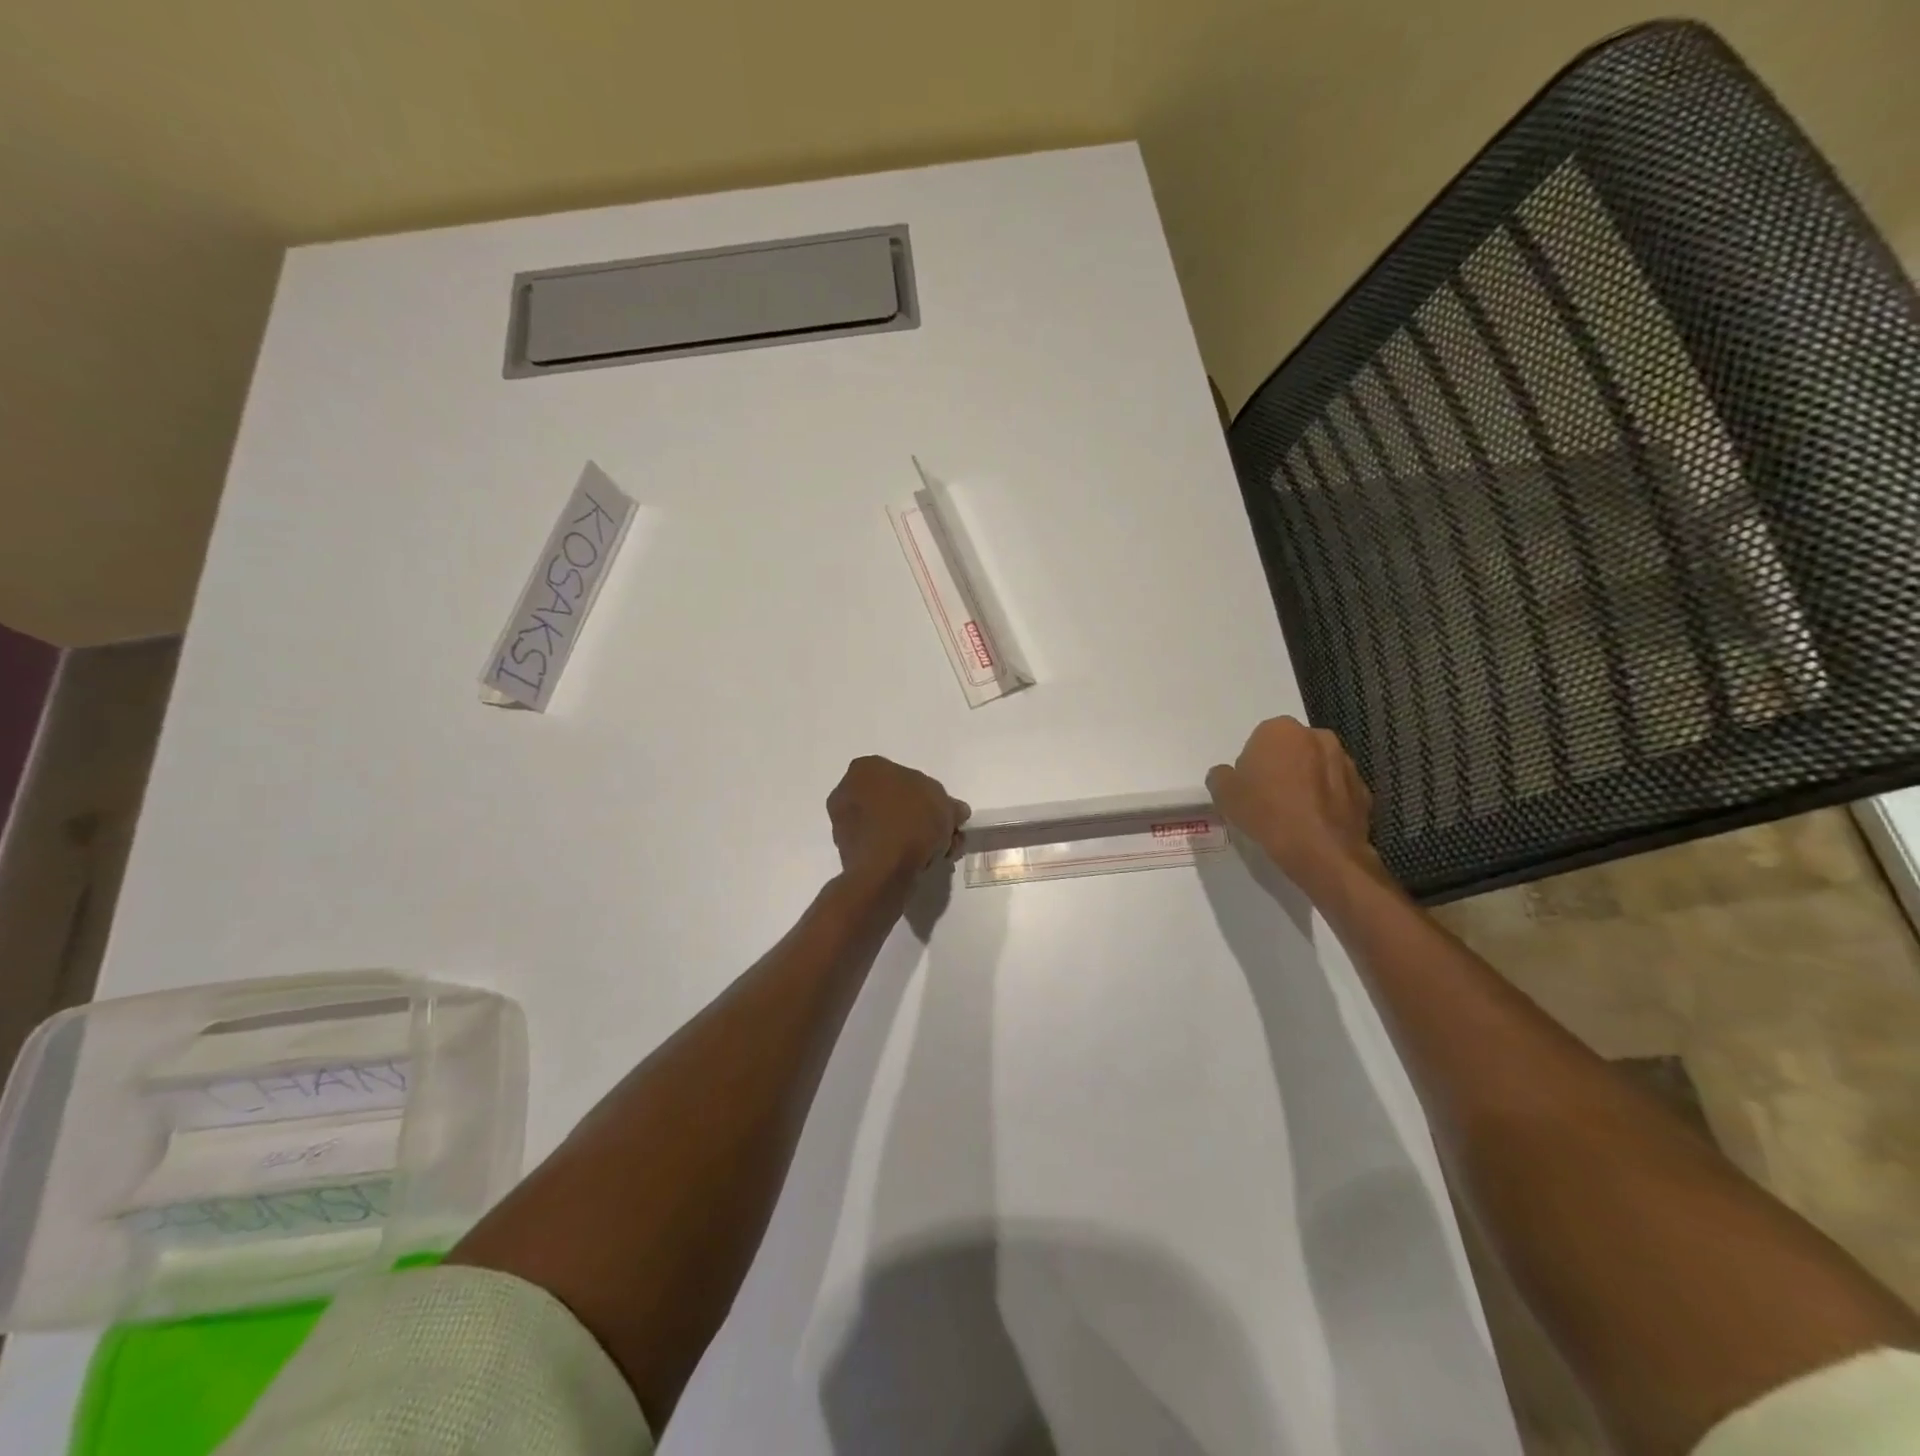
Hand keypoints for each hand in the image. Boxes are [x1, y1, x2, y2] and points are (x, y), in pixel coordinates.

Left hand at [827, 756, 969, 884]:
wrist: (884, 869)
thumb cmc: (912, 821)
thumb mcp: (945, 805)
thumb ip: (950, 805)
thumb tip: (955, 811)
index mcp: (866, 768)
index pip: (904, 778)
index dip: (929, 798)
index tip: (944, 816)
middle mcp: (847, 790)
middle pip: (895, 803)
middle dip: (921, 820)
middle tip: (943, 837)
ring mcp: (842, 823)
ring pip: (888, 826)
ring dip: (912, 838)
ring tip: (936, 855)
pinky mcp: (846, 851)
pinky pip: (879, 846)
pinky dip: (897, 853)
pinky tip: (918, 865)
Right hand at [1207, 717, 1383, 901]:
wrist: (1320, 851)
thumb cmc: (1266, 813)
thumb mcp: (1223, 794)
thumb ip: (1221, 776)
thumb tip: (1228, 774)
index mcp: (1281, 730)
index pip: (1261, 739)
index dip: (1253, 763)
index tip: (1249, 786)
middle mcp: (1318, 737)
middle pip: (1292, 750)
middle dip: (1283, 767)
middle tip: (1269, 798)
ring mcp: (1346, 763)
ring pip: (1318, 768)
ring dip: (1307, 783)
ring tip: (1293, 814)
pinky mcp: (1364, 791)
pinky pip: (1337, 791)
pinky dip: (1327, 802)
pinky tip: (1314, 824)